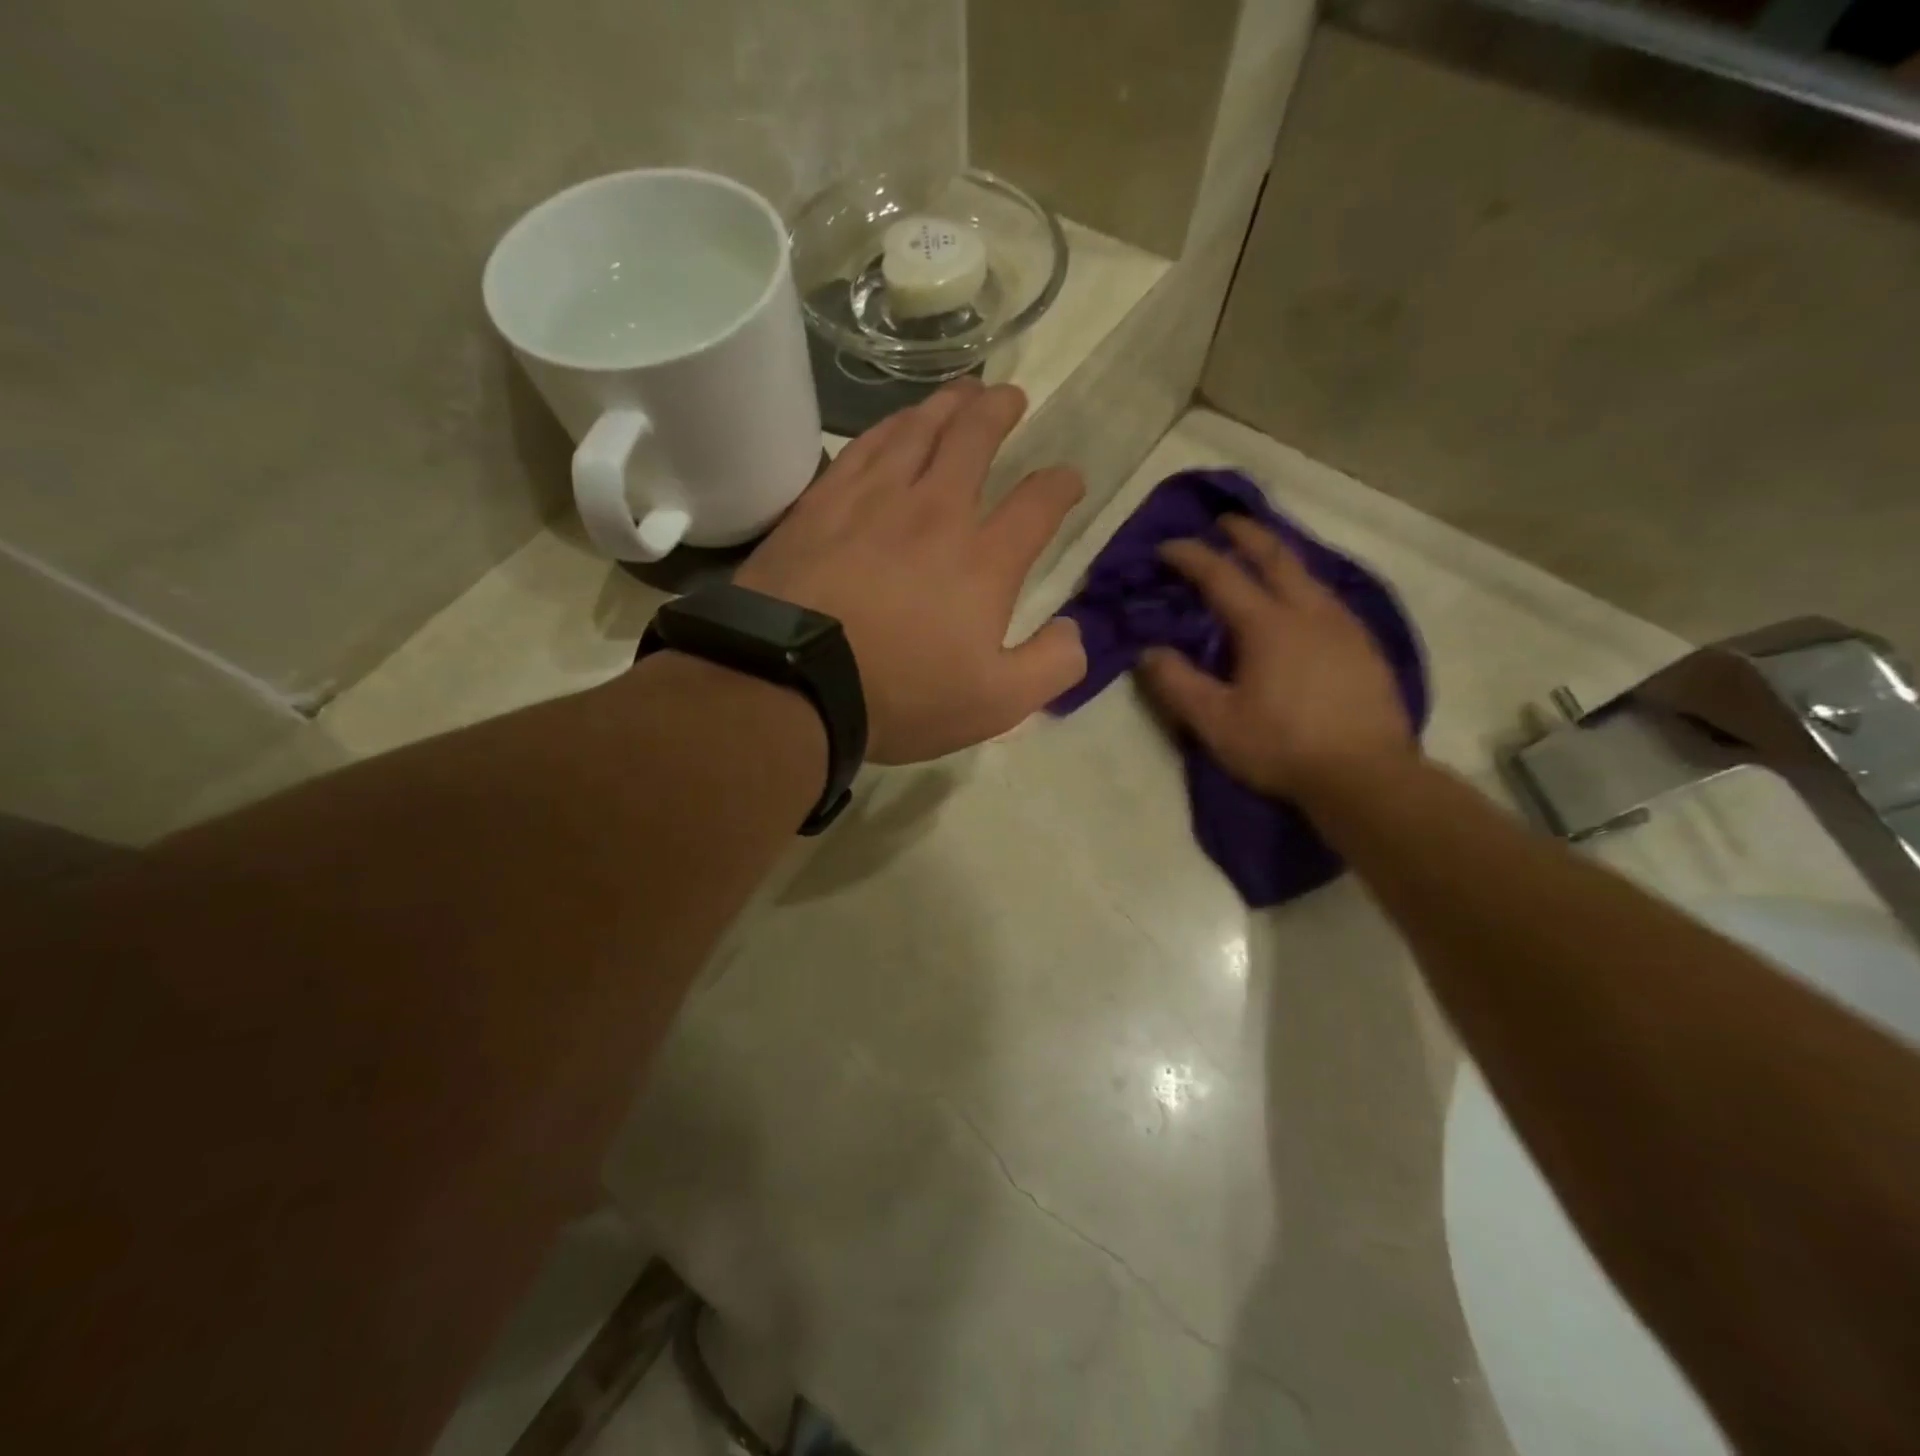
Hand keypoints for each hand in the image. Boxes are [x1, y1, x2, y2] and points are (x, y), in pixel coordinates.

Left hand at [736, 380, 1085, 763]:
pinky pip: (864, 446)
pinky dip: (889, 426)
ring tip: (962, 392)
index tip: (1068, 479)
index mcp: (984, 560)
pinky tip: (895, 423)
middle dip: (999, 413)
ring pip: (918, 430)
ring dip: (947, 405)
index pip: (1037, 504)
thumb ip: (1051, 666)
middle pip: (974, 440)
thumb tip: (1075, 630)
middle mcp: (935, 512)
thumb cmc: (901, 696)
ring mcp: (873, 500)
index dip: (1060, 486)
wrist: (793, 682)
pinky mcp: (822, 503)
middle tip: (1010, 397)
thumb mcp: (997, 703)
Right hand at [1138, 516, 1413, 798]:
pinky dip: (1304, 586)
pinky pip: (1329, 599)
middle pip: (1275, 557)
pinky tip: (1303, 604)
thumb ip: (1177, 683)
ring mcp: (1344, 626)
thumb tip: (1148, 652)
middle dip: (1246, 534)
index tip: (1167, 547)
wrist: (1366, 776)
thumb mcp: (1215, 722)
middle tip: (1226, 521)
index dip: (1191, 557)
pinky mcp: (1365, 647)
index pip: (1221, 576)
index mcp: (1267, 625)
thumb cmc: (1282, 747)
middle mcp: (1309, 612)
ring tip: (1263, 556)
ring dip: (1280, 557)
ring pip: (1309, 575)